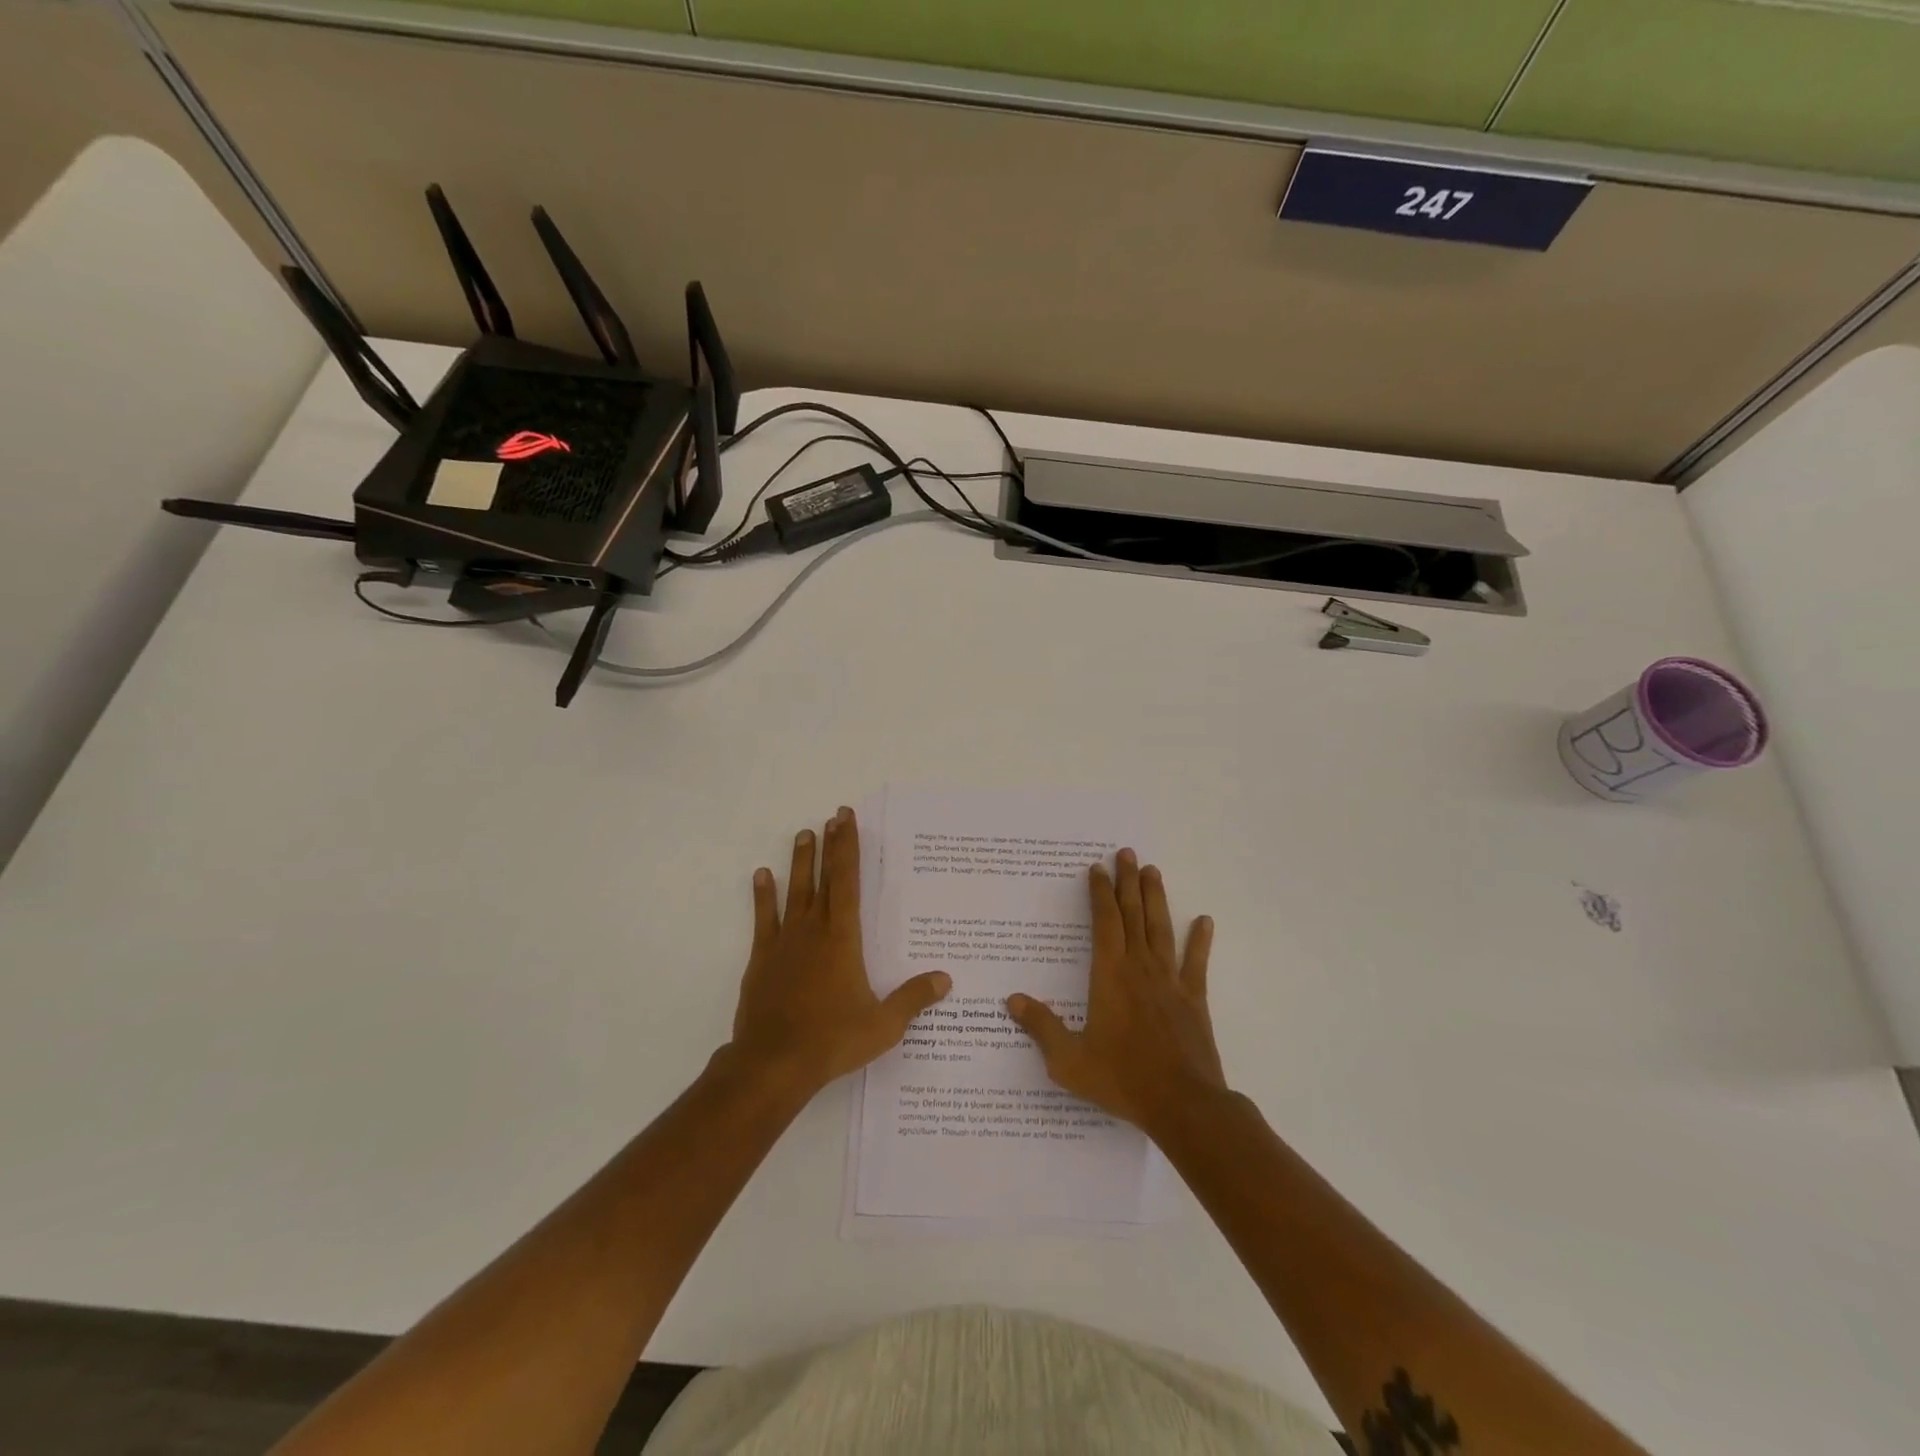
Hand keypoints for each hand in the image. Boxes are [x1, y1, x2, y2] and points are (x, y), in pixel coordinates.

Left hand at [725, 806, 951, 1099]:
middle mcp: (814, 930)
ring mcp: (785, 942)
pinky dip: (763, 896)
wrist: (773, 1063)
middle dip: (829, 845)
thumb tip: (946, 978)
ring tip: (802, 834)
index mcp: (843, 938)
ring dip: (799, 862)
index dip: (847, 848)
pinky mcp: (762, 959)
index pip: (847, 882)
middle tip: (832, 817)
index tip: (845, 820)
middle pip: (823, 878)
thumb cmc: (832, 1040)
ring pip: (794, 891)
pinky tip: (761, 875)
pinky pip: (764, 918)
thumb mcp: (883, 1024)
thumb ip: (913, 998)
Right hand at [1005, 848, 1224, 1136]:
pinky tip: (1204, 920)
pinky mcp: (1193, 999)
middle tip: (1126, 853)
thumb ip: (1041, 1027)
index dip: (1099, 893)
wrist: (1182, 1104)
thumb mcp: (1069, 1060)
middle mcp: (1140, 968)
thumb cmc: (1122, 1079)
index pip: (1104, 922)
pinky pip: (1196, 962)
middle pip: (1133, 914)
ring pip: (1161, 929)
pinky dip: (1200, 940)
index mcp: (1110, 975)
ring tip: (1153, 871)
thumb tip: (1012, 999)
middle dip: (1127, 882)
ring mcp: (1170, 981)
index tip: (1097, 869)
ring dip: (1156, 898)